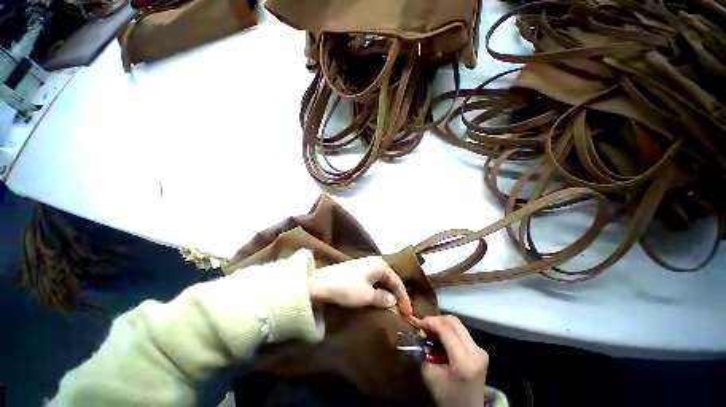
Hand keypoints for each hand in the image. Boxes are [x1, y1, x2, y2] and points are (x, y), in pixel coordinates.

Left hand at [308, 256, 412, 314]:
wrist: (317, 285)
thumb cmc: (346, 289)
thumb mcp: (367, 296)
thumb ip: (383, 298)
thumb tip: (393, 300)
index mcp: (380, 265)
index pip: (397, 282)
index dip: (404, 299)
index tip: (408, 313)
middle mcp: (373, 263)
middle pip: (390, 281)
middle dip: (396, 296)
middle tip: (401, 312)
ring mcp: (362, 268)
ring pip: (380, 283)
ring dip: (385, 296)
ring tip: (390, 309)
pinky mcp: (353, 274)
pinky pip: (371, 284)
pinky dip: (376, 293)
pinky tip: (376, 301)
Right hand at [420, 316, 487, 406]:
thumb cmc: (447, 396)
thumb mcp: (430, 377)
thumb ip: (425, 356)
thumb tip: (421, 339)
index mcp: (464, 359)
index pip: (448, 330)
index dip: (431, 322)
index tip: (417, 323)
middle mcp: (477, 350)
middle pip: (457, 324)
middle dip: (438, 321)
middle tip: (422, 328)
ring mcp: (481, 350)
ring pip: (461, 329)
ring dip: (444, 328)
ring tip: (429, 336)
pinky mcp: (481, 353)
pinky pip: (464, 337)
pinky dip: (451, 336)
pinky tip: (441, 344)